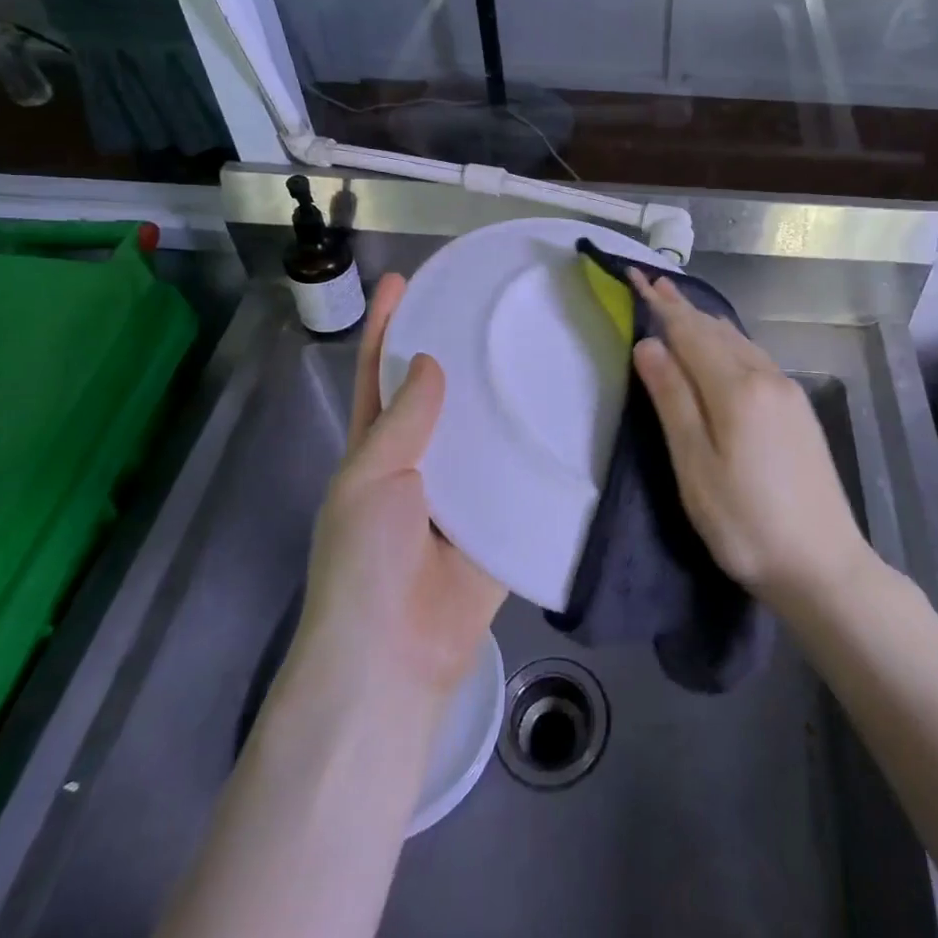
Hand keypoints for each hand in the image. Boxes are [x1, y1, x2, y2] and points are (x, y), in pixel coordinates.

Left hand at [293, 274, 506, 703]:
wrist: (396, 658)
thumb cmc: (365, 564)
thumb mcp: (369, 482)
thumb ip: (401, 424)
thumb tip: (428, 361)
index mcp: (377, 450)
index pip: (379, 374)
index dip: (387, 327)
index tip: (406, 279)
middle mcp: (422, 463)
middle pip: (442, 395)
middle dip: (460, 352)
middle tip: (498, 309)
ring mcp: (464, 493)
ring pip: (487, 431)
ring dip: (506, 397)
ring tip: (544, 347)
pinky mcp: (502, 522)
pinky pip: (521, 478)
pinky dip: (539, 451)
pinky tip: (572, 415)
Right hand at [628, 272, 874, 612]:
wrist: (824, 565)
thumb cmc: (746, 524)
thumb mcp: (696, 468)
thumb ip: (673, 401)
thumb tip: (649, 345)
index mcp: (737, 389)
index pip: (690, 333)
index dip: (661, 306)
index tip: (637, 276)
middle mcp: (766, 378)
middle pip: (716, 332)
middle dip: (683, 307)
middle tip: (654, 284)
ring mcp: (788, 392)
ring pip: (739, 342)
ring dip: (706, 323)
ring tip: (681, 306)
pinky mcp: (799, 410)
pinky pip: (755, 358)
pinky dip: (729, 342)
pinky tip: (724, 347)